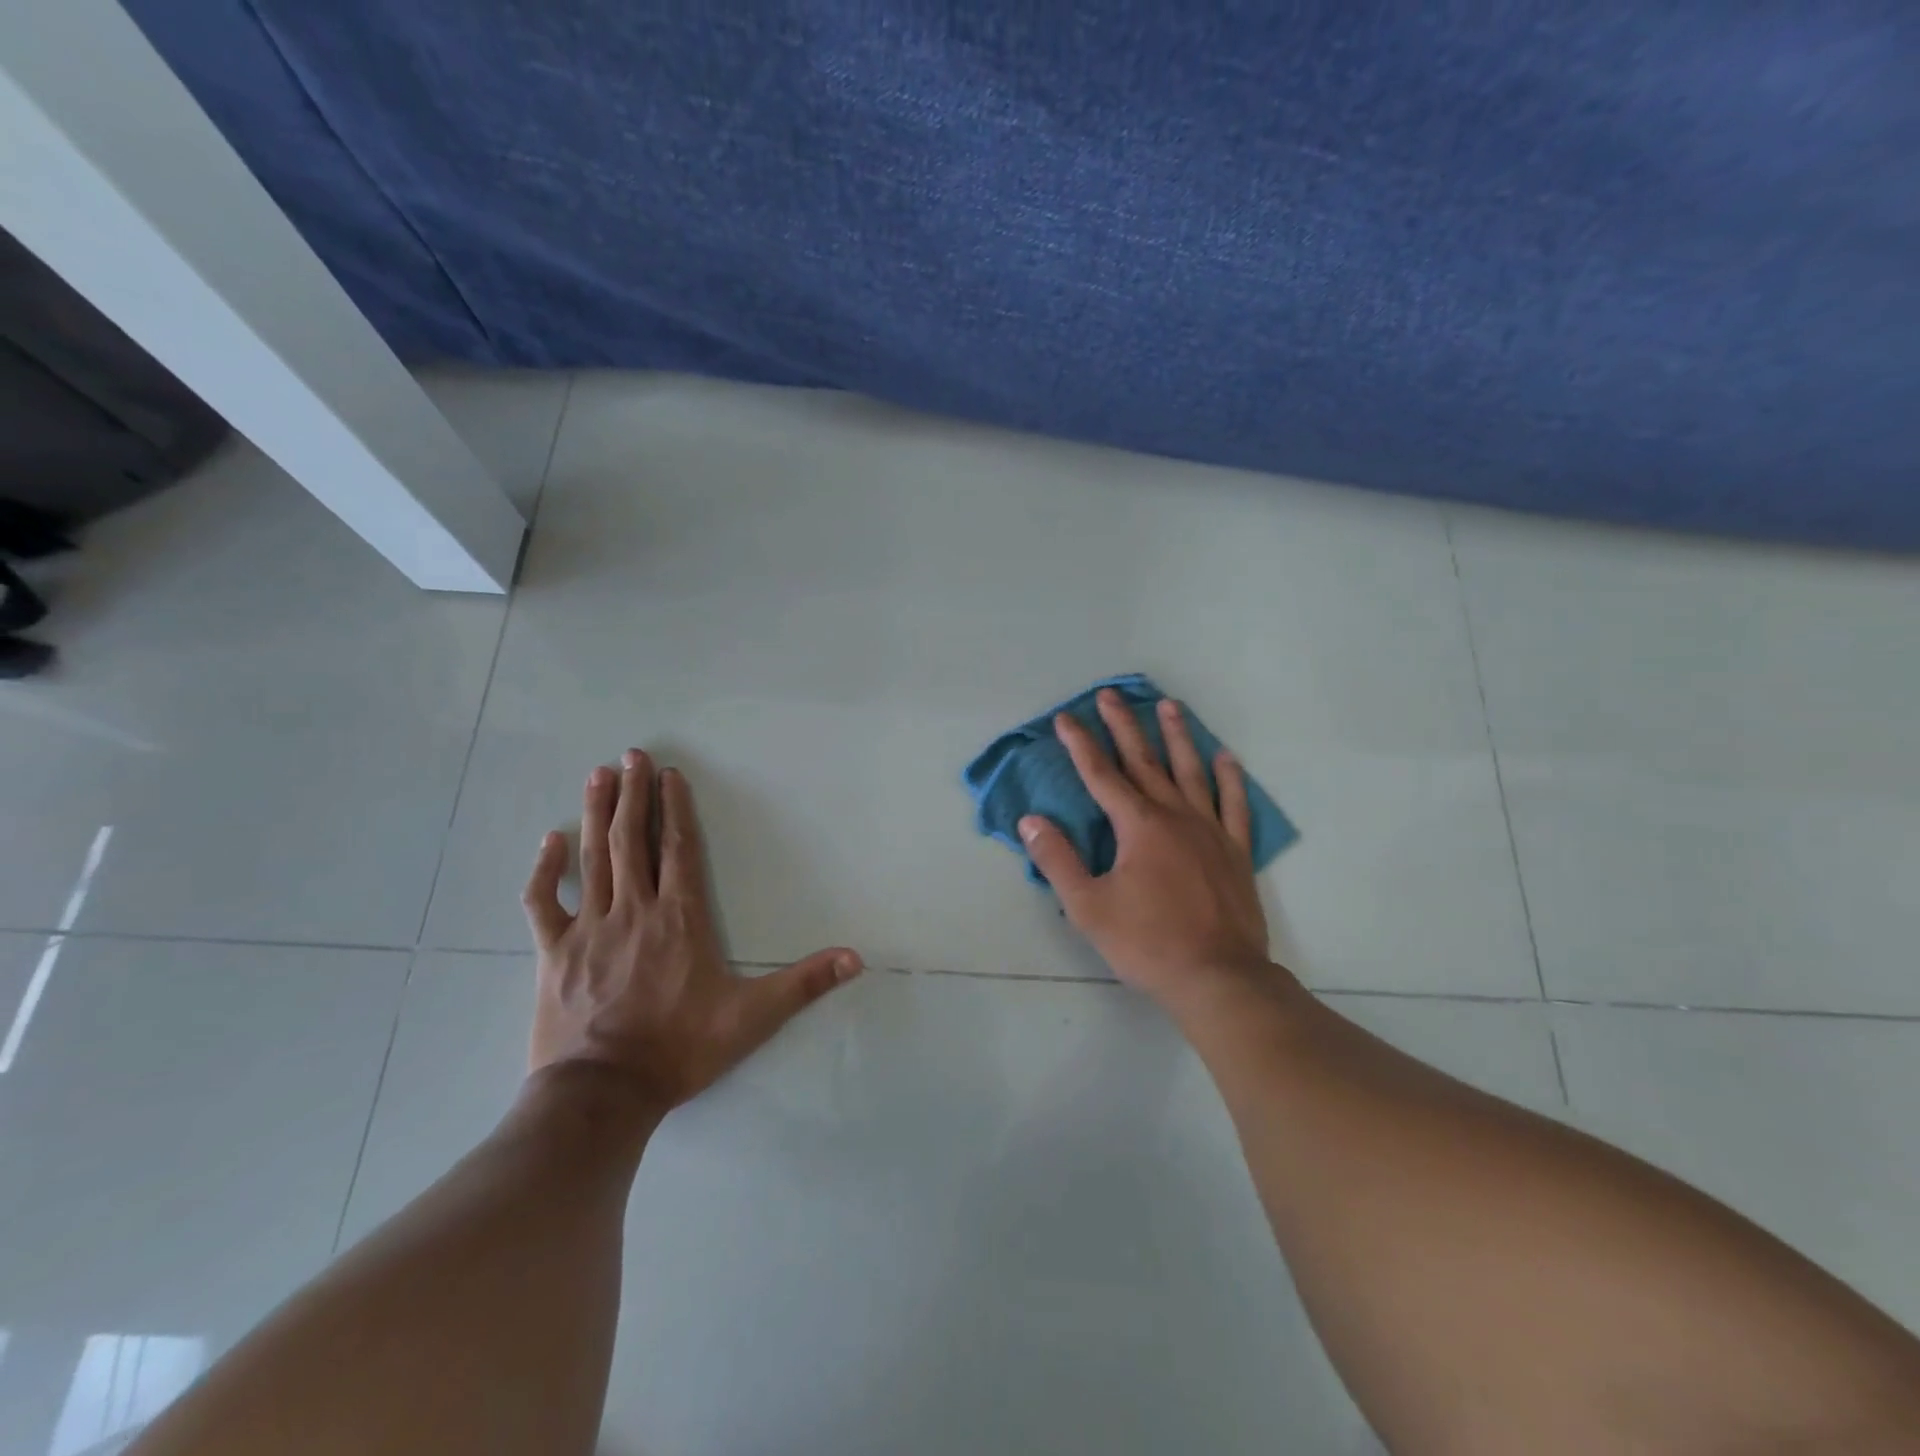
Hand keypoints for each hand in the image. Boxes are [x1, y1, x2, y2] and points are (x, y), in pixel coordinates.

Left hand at [522, 750, 862, 1113]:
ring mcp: (588, 928)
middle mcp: (634, 910)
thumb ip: (803, 984)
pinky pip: (542, 903)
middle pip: (632, 840)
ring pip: (593, 858)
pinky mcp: (553, 953)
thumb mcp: (752, 1018)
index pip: (679, 849)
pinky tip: (550, 840)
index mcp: (679, 918)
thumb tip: (855, 958)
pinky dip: (544, 870)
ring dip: (595, 814)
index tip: (669, 774)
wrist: (602, 1095)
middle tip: (629, 756)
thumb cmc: (680, 1049)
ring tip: (598, 775)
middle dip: (632, 794)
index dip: (675, 808)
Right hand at [1018, 690, 1275, 1013]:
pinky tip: (1226, 757)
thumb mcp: (1088, 907)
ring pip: (1191, 772)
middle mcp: (1174, 816)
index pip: (1100, 775)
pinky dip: (1230, 779)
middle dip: (1123, 726)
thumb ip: (1058, 860)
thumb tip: (1031, 821)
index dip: (1080, 744)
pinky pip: (1234, 804)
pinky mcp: (1235, 850)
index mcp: (1137, 826)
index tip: (1066, 717)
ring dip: (1177, 737)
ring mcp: (1209, 830)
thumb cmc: (1147, 943)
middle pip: (1143, 762)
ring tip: (1168, 705)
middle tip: (1110, 695)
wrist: (1218, 977)